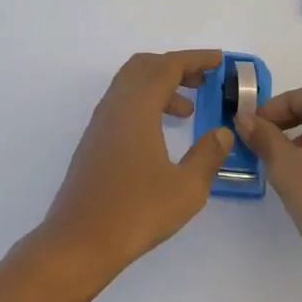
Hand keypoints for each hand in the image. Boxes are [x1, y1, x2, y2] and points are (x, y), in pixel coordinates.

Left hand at [39, 51, 235, 283]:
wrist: (79, 242)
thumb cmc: (135, 212)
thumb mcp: (186, 188)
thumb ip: (208, 155)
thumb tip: (222, 132)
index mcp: (137, 106)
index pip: (168, 66)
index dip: (195, 59)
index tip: (218, 61)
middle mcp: (116, 105)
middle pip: (145, 66)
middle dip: (176, 67)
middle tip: (203, 82)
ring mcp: (101, 122)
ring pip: (131, 84)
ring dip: (160, 86)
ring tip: (187, 111)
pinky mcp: (94, 141)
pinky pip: (122, 104)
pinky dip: (145, 103)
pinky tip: (160, 134)